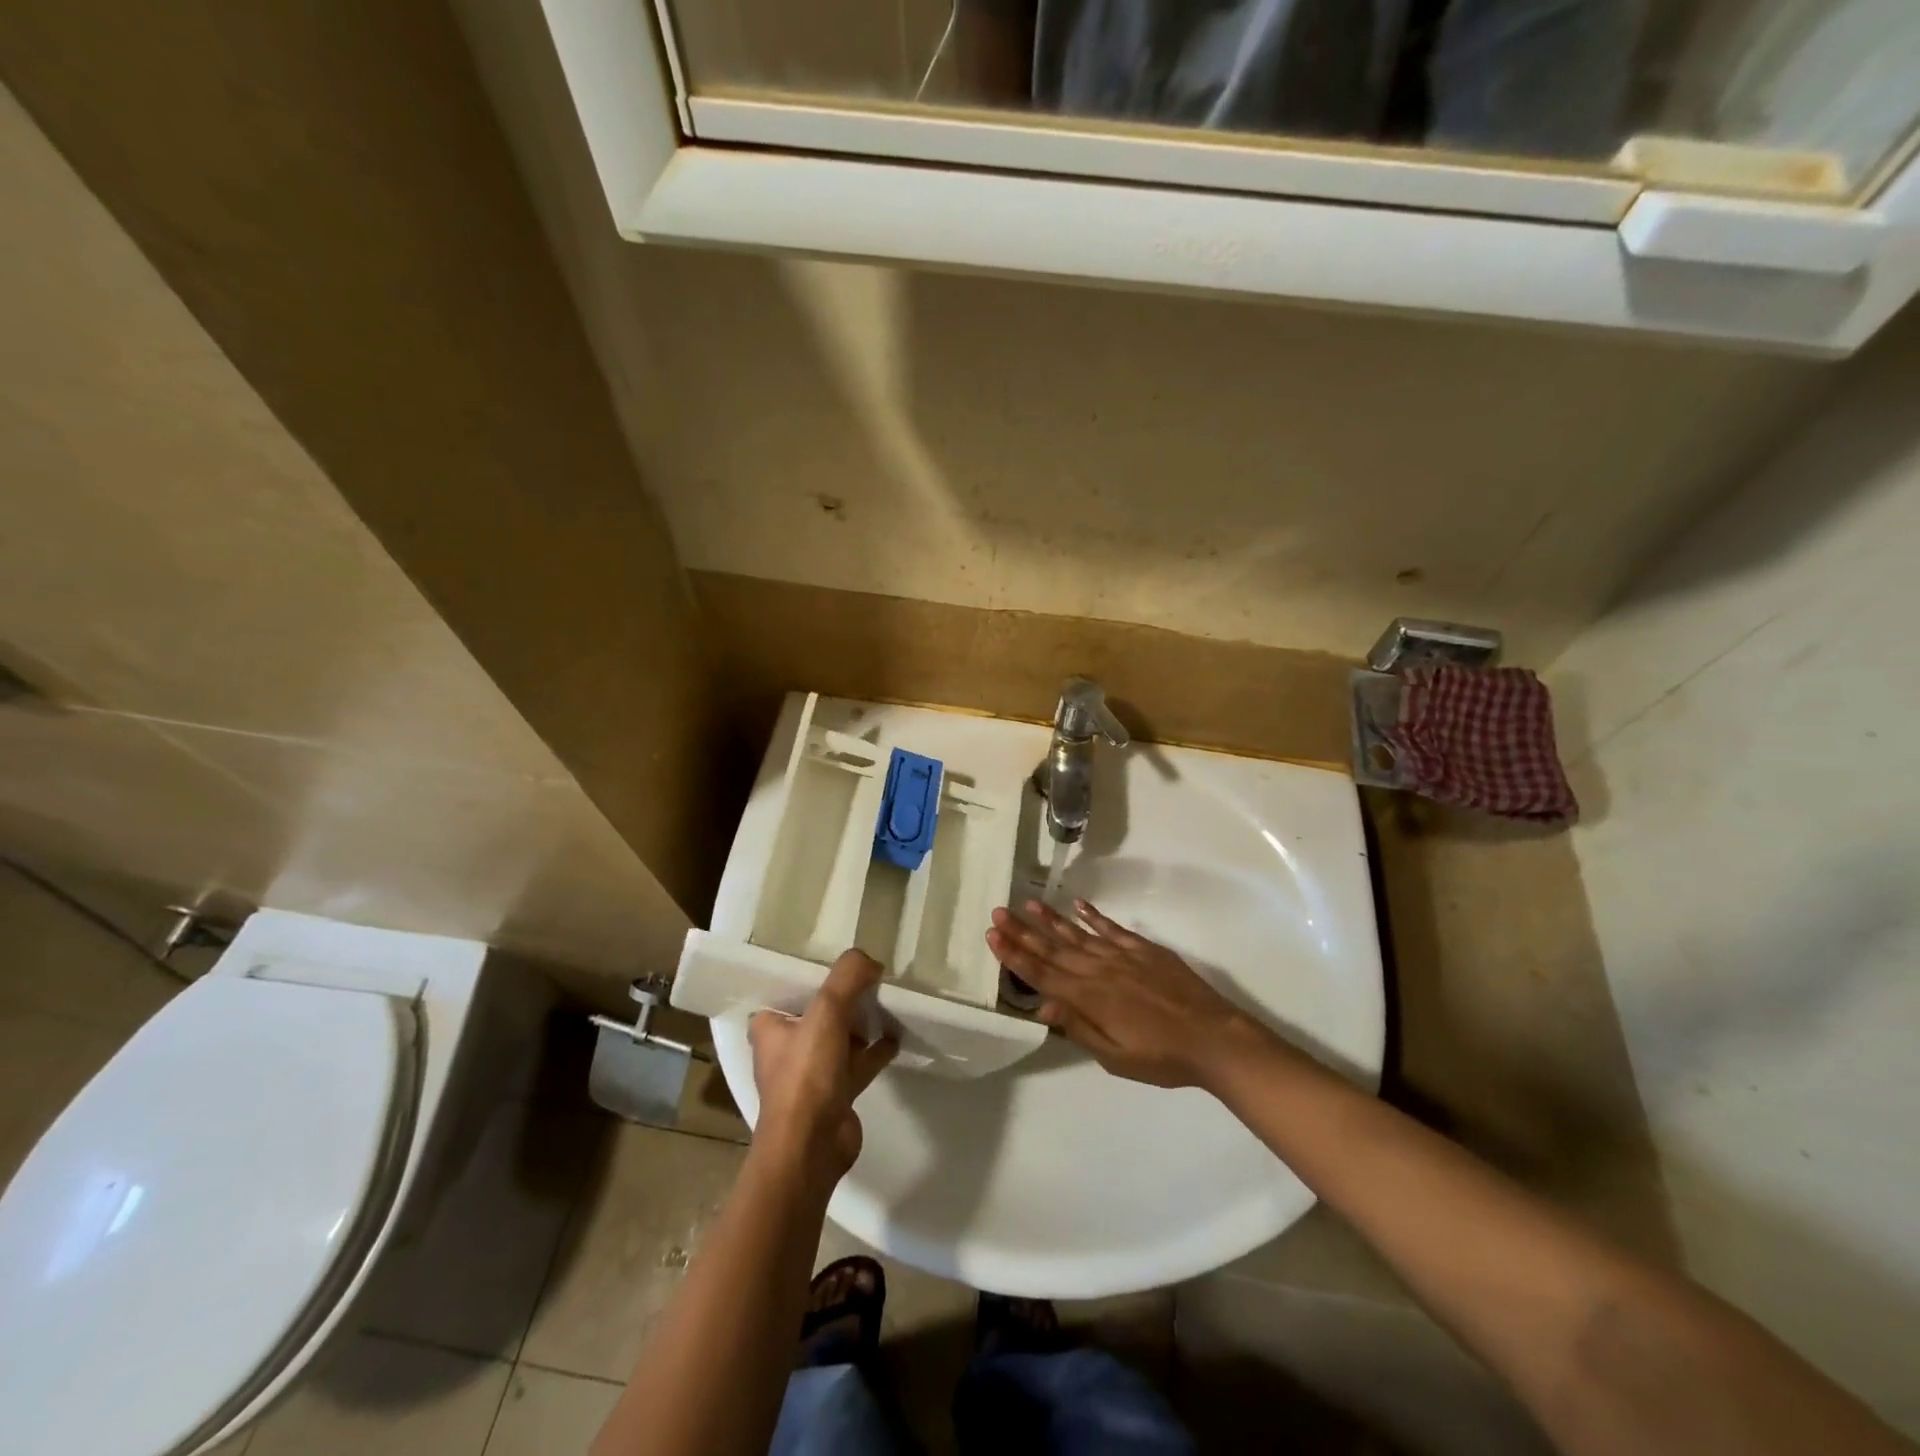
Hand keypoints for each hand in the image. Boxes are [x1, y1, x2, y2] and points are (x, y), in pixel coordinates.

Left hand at [748, 950, 897, 1185]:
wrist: (811, 1147)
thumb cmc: (807, 1074)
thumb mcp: (827, 1011)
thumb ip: (848, 978)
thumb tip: (872, 962)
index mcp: (770, 1027)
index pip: (790, 990)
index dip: (814, 975)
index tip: (841, 962)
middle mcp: (787, 1048)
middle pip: (819, 1012)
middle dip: (844, 998)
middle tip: (872, 978)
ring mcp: (812, 1073)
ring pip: (840, 1037)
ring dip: (861, 1023)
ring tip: (888, 1002)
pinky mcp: (836, 1094)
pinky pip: (858, 1062)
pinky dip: (876, 1049)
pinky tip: (896, 1037)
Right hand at [987, 899, 1271, 1088]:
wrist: (1213, 1037)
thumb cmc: (1161, 1057)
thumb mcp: (1114, 1057)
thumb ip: (1078, 1028)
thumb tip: (1043, 1006)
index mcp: (1088, 998)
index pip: (1042, 974)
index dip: (1015, 955)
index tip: (993, 936)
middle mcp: (1099, 970)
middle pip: (1053, 948)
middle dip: (1023, 931)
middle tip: (998, 913)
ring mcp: (1122, 955)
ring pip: (1077, 934)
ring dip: (1050, 919)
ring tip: (1028, 903)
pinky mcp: (1143, 948)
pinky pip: (1111, 928)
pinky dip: (1092, 916)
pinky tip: (1077, 905)